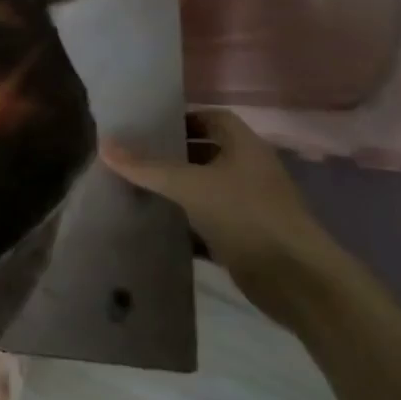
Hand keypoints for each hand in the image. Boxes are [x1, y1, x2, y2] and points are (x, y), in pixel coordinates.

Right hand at [100, 109, 351, 325]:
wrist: (297, 281)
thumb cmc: (247, 215)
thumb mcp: (190, 186)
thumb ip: (146, 167)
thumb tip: (103, 144)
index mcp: (245, 146)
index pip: (211, 118)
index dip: (182, 119)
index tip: (148, 128)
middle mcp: (250, 170)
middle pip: (207, 152)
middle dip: (173, 155)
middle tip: (135, 156)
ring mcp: (250, 205)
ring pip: (207, 188)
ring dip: (178, 189)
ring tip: (138, 186)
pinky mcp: (246, 236)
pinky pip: (209, 220)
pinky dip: (186, 221)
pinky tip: (156, 223)